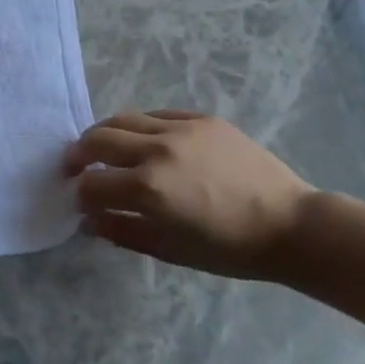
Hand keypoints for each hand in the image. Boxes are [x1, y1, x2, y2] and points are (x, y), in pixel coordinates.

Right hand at [64, 111, 313, 278]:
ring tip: (102, 146)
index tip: (79, 199)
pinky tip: (143, 139)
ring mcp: (180, 128)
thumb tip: (89, 221)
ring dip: (105, 133)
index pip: (93, 183)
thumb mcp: (171, 249)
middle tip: (74, 165)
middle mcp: (157, 150)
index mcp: (149, 188)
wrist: (289, 224)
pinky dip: (141, 126)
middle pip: (99, 139)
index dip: (80, 193)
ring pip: (124, 118)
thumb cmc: (229, 248)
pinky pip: (158, 114)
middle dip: (79, 153)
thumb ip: (123, 231)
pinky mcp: (201, 118)